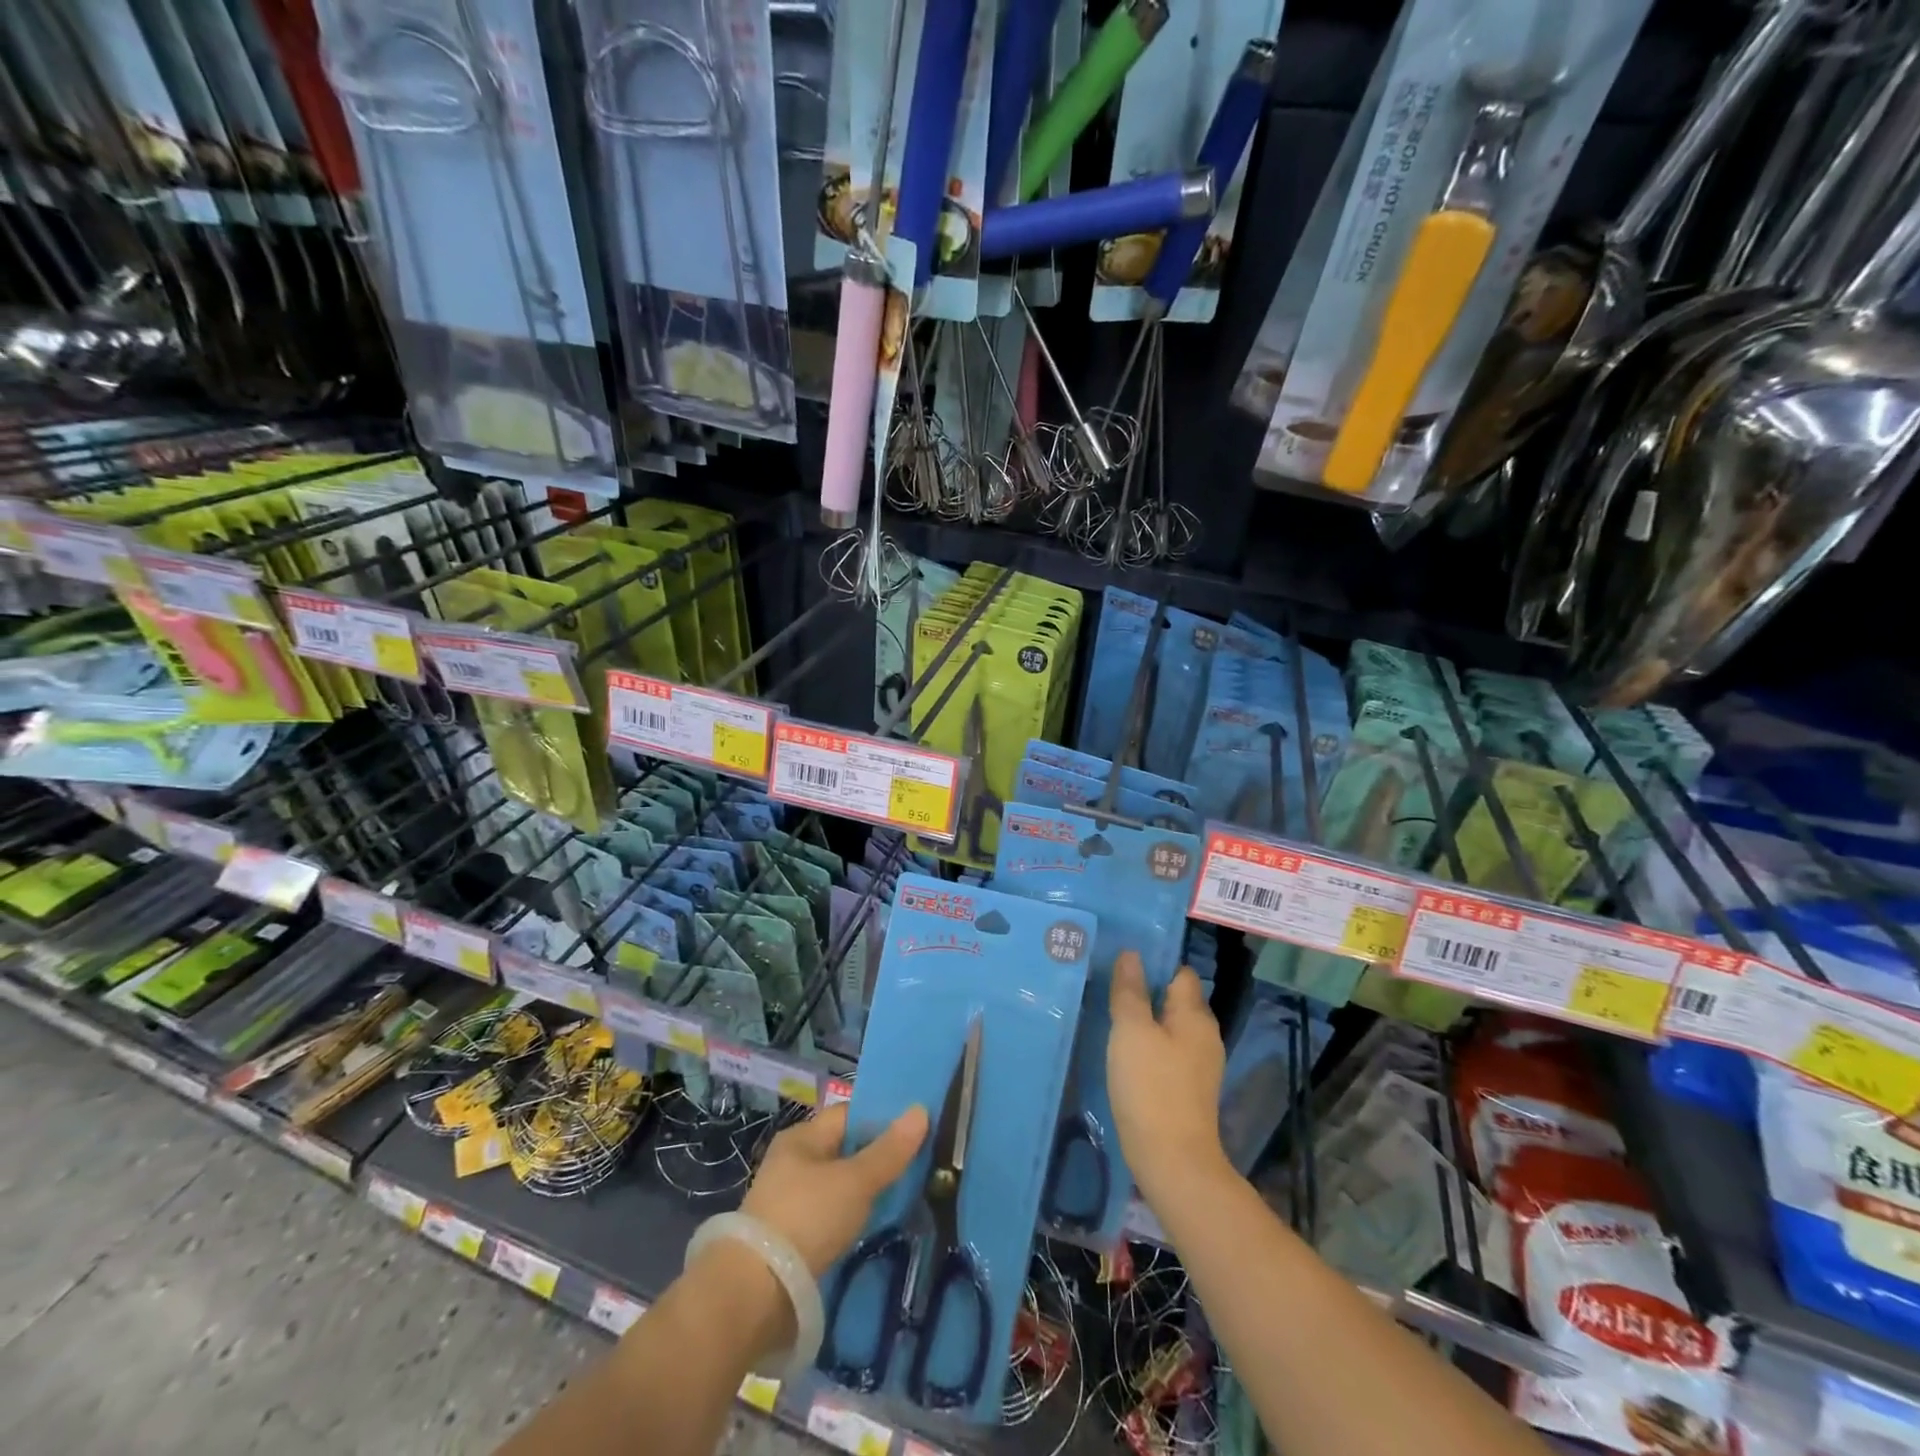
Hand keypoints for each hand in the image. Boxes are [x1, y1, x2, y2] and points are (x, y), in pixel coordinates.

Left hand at [742, 1101, 928, 1275]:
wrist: (754, 1295)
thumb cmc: (807, 1218)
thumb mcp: (855, 1181)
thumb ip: (889, 1150)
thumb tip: (921, 1110)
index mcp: (802, 1138)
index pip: (848, 1115)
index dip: (881, 1118)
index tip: (916, 1129)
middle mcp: (793, 1163)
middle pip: (845, 1151)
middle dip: (878, 1158)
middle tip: (920, 1164)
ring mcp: (789, 1202)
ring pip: (840, 1186)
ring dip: (867, 1192)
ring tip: (906, 1196)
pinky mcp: (791, 1239)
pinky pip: (832, 1217)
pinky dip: (853, 1219)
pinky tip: (876, 1227)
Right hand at [1107, 951, 1227, 1202]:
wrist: (1173, 1162)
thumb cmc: (1150, 1087)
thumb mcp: (1131, 1031)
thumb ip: (1130, 990)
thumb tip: (1131, 955)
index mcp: (1195, 1015)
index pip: (1179, 972)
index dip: (1153, 964)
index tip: (1120, 963)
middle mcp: (1204, 1035)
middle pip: (1175, 999)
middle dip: (1146, 991)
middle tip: (1108, 987)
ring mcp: (1200, 1064)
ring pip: (1170, 1027)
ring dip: (1145, 1020)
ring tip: (1111, 1016)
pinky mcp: (1188, 1088)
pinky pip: (1167, 1052)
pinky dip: (1148, 1046)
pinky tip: (1124, 1053)